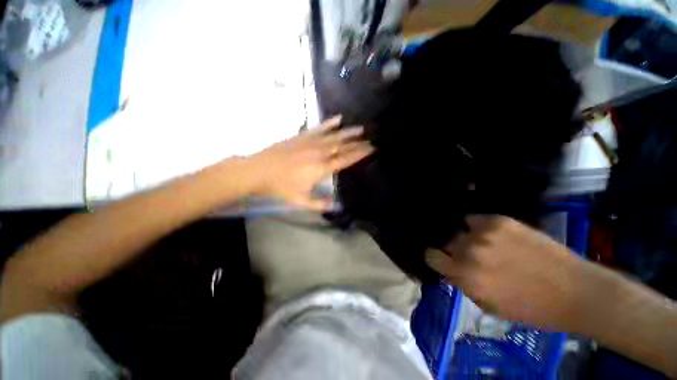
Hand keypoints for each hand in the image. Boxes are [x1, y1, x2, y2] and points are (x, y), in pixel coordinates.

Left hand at [247, 115, 373, 210]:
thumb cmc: (281, 187)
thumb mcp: (301, 200)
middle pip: (342, 146)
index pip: (345, 159)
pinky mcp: (301, 136)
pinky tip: (338, 118)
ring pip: (334, 136)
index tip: (371, 149)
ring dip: (348, 132)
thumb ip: (320, 204)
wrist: (259, 171)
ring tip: (360, 128)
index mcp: (321, 168)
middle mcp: (319, 153)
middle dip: (358, 143)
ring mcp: (310, 142)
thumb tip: (336, 205)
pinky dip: (329, 123)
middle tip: (370, 140)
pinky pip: (318, 128)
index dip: (359, 154)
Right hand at [426, 215, 583, 328]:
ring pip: (458, 229)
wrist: (574, 291)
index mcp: (465, 276)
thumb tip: (449, 269)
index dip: (436, 259)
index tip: (443, 260)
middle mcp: (469, 252)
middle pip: (445, 242)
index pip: (430, 256)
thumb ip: (463, 284)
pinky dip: (478, 227)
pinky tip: (493, 234)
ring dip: (466, 238)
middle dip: (453, 250)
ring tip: (484, 244)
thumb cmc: (531, 308)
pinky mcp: (499, 220)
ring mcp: (484, 233)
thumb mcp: (489, 305)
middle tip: (470, 256)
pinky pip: (474, 219)